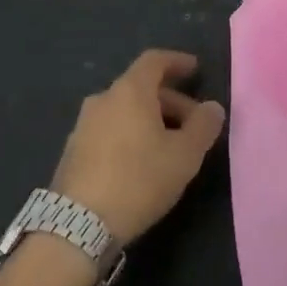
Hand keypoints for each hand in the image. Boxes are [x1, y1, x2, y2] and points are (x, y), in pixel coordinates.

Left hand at [52, 50, 225, 242]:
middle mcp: (103, 99)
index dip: (177, 61)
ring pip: (125, 110)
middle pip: (141, 88)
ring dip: (150, 120)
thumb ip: (203, 127)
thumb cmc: (138, 179)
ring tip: (169, 148)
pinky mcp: (73, 150)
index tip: (195, 69)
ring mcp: (84, 124)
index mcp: (130, 91)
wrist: (78, 225)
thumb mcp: (184, 156)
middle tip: (193, 125)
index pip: (154, 60)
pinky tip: (141, 163)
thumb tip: (213, 107)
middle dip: (170, 101)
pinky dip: (130, 135)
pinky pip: (109, 130)